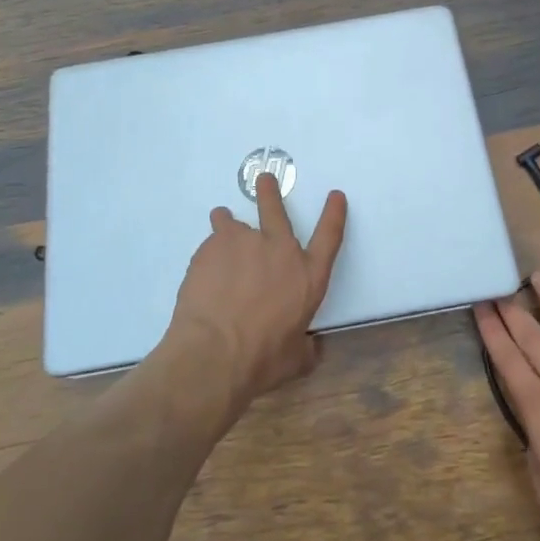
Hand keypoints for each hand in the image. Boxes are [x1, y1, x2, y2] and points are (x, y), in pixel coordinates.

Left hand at [167, 173, 346, 407]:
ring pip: (232, 221)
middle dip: (270, 192)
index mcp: (307, 276)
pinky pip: (211, 244)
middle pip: (276, 209)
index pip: (329, 236)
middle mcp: (278, 250)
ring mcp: (243, 243)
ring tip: (221, 222)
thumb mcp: (295, 361)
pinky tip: (203, 273)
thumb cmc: (262, 360)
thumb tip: (313, 346)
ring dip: (227, 222)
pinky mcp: (212, 247)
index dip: (334, 214)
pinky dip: (209, 254)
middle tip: (264, 179)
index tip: (336, 195)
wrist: (214, 353)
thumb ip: (307, 348)